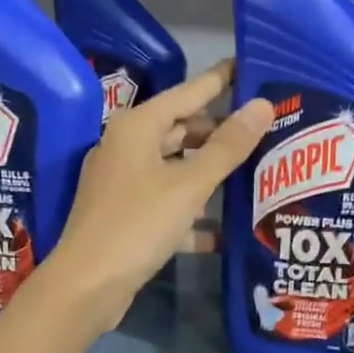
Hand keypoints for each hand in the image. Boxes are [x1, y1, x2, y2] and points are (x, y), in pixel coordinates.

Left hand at [43, 63, 271, 336]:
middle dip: (221, 131)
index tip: (253, 67)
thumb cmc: (137, 224)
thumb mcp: (189, 185)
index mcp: (137, 127)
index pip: (189, 92)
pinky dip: (193, 211)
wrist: (87, 285)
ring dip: (210, 171)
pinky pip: (168, 202)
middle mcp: (127, 147)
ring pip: (176, 167)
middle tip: (266, 129)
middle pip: (182, 129)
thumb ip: (227, 147)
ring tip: (255, 170)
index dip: (222, 81)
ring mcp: (124, 183)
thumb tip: (263, 105)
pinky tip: (225, 228)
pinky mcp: (127, 215)